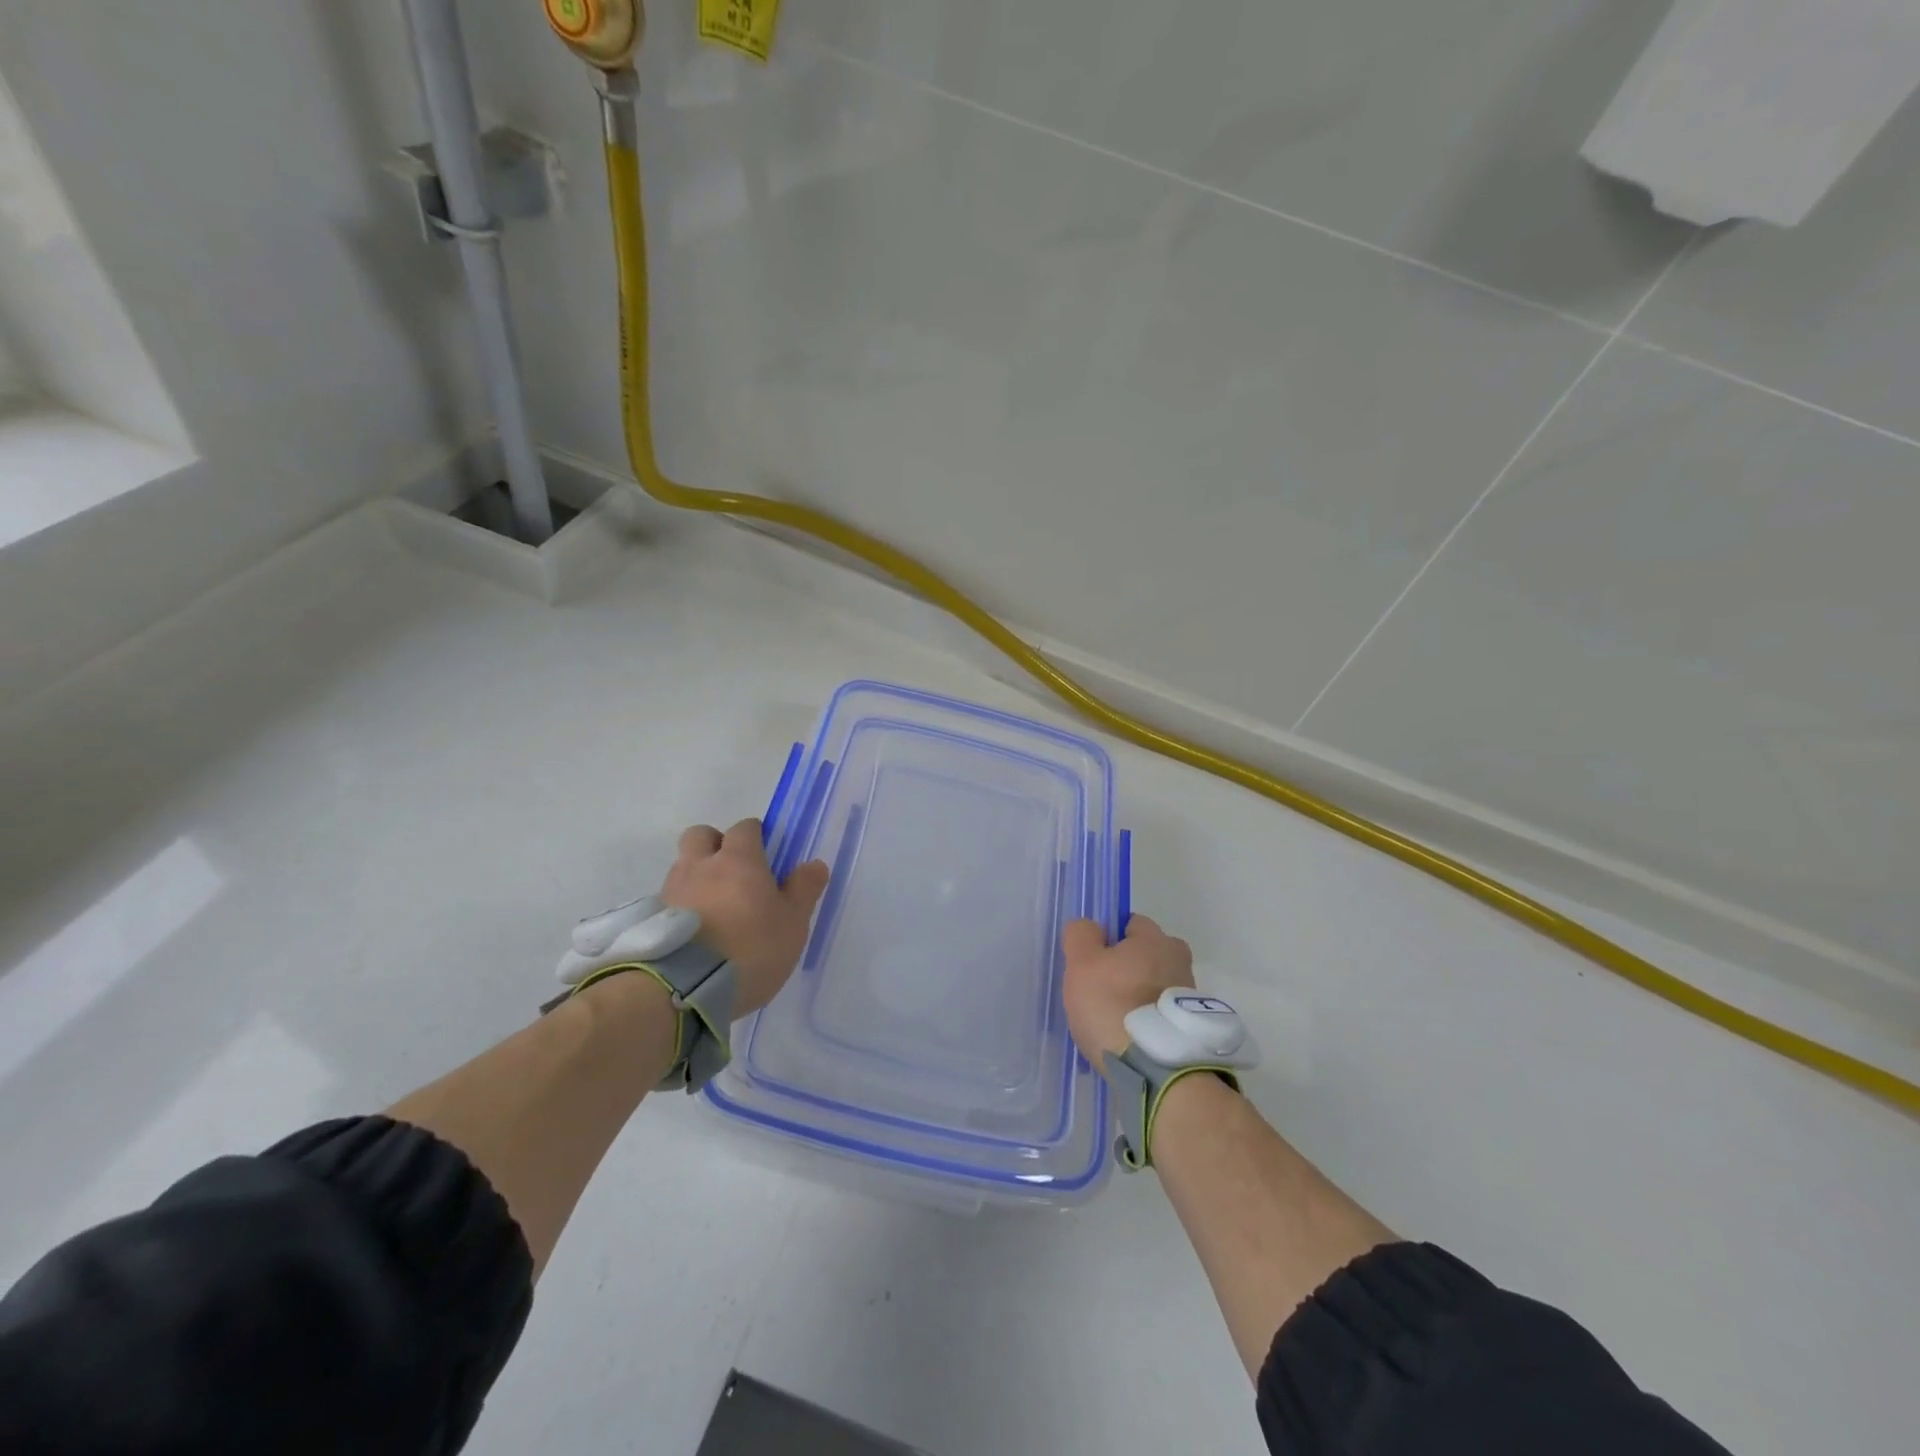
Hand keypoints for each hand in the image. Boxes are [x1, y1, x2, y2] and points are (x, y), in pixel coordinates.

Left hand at [661, 820, 829, 1016]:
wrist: (684, 989)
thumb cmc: (750, 948)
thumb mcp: (792, 923)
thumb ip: (804, 890)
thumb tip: (815, 864)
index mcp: (738, 860)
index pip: (744, 828)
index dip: (755, 835)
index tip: (764, 853)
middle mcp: (700, 866)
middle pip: (701, 835)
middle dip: (715, 843)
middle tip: (732, 871)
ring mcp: (671, 891)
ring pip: (682, 866)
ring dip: (696, 875)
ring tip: (713, 907)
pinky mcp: (652, 919)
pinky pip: (669, 899)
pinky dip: (681, 905)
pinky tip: (694, 931)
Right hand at [1061, 914, 1195, 1065]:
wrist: (1155, 1068)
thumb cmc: (1113, 1004)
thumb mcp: (1082, 962)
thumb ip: (1081, 935)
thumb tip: (1092, 928)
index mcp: (1156, 939)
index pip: (1130, 923)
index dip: (1108, 938)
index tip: (1093, 962)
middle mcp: (1179, 961)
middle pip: (1145, 955)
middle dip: (1126, 968)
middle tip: (1101, 991)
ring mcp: (1190, 996)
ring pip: (1154, 985)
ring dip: (1137, 997)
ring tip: (1113, 1022)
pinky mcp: (1191, 1028)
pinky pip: (1161, 1014)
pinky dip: (1147, 1021)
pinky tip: (1129, 1039)